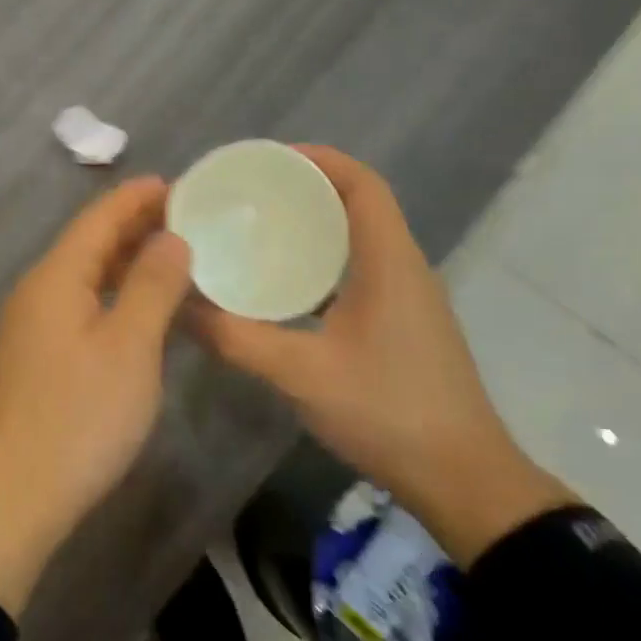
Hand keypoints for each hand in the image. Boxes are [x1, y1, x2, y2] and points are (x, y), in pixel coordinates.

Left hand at [0, 177, 193, 616]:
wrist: (12, 499)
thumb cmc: (79, 418)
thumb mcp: (129, 348)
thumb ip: (151, 286)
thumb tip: (170, 237)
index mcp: (54, 278)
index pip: (98, 219)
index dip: (136, 198)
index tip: (178, 183)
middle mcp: (34, 292)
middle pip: (86, 244)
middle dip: (132, 226)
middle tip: (185, 217)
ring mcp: (27, 327)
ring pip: (80, 277)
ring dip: (121, 262)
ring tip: (168, 256)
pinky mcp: (31, 359)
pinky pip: (74, 306)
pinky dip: (108, 295)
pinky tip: (133, 309)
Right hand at [189, 146, 574, 565]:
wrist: (463, 480)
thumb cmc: (388, 412)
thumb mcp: (301, 373)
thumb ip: (236, 337)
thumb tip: (178, 305)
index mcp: (389, 261)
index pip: (361, 184)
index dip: (318, 160)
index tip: (265, 161)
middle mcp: (403, 266)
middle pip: (357, 203)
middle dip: (303, 188)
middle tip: (246, 194)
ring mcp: (407, 296)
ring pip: (357, 237)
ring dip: (313, 223)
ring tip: (256, 227)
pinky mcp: (402, 322)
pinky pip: (358, 268)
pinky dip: (321, 259)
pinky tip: (282, 282)